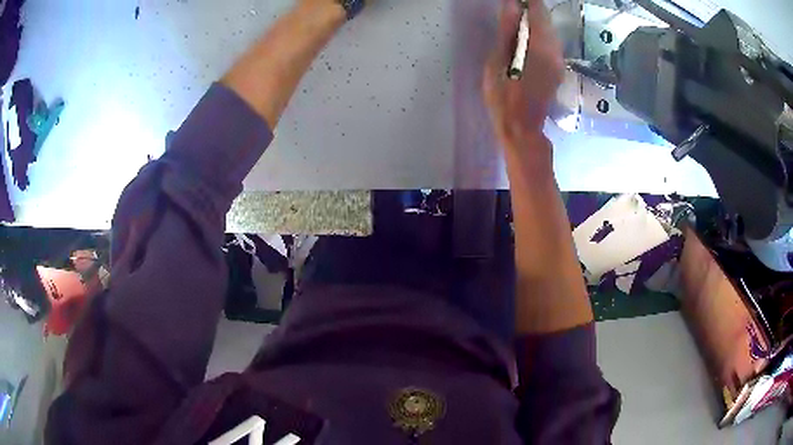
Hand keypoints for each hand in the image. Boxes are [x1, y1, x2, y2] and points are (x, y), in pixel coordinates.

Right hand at [483, 0, 563, 143]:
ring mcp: (559, 61)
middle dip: (531, 9)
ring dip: (535, 21)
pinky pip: (551, 43)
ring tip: (516, 18)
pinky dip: (539, 33)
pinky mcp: (558, 69)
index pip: (537, 12)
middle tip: (512, 7)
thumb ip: (507, 31)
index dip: (527, 1)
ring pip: (550, 31)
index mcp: (540, 47)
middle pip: (546, 20)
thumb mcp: (498, 62)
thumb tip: (511, 5)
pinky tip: (525, 36)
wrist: (522, 129)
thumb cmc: (504, 97)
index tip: (515, 0)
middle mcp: (555, 51)